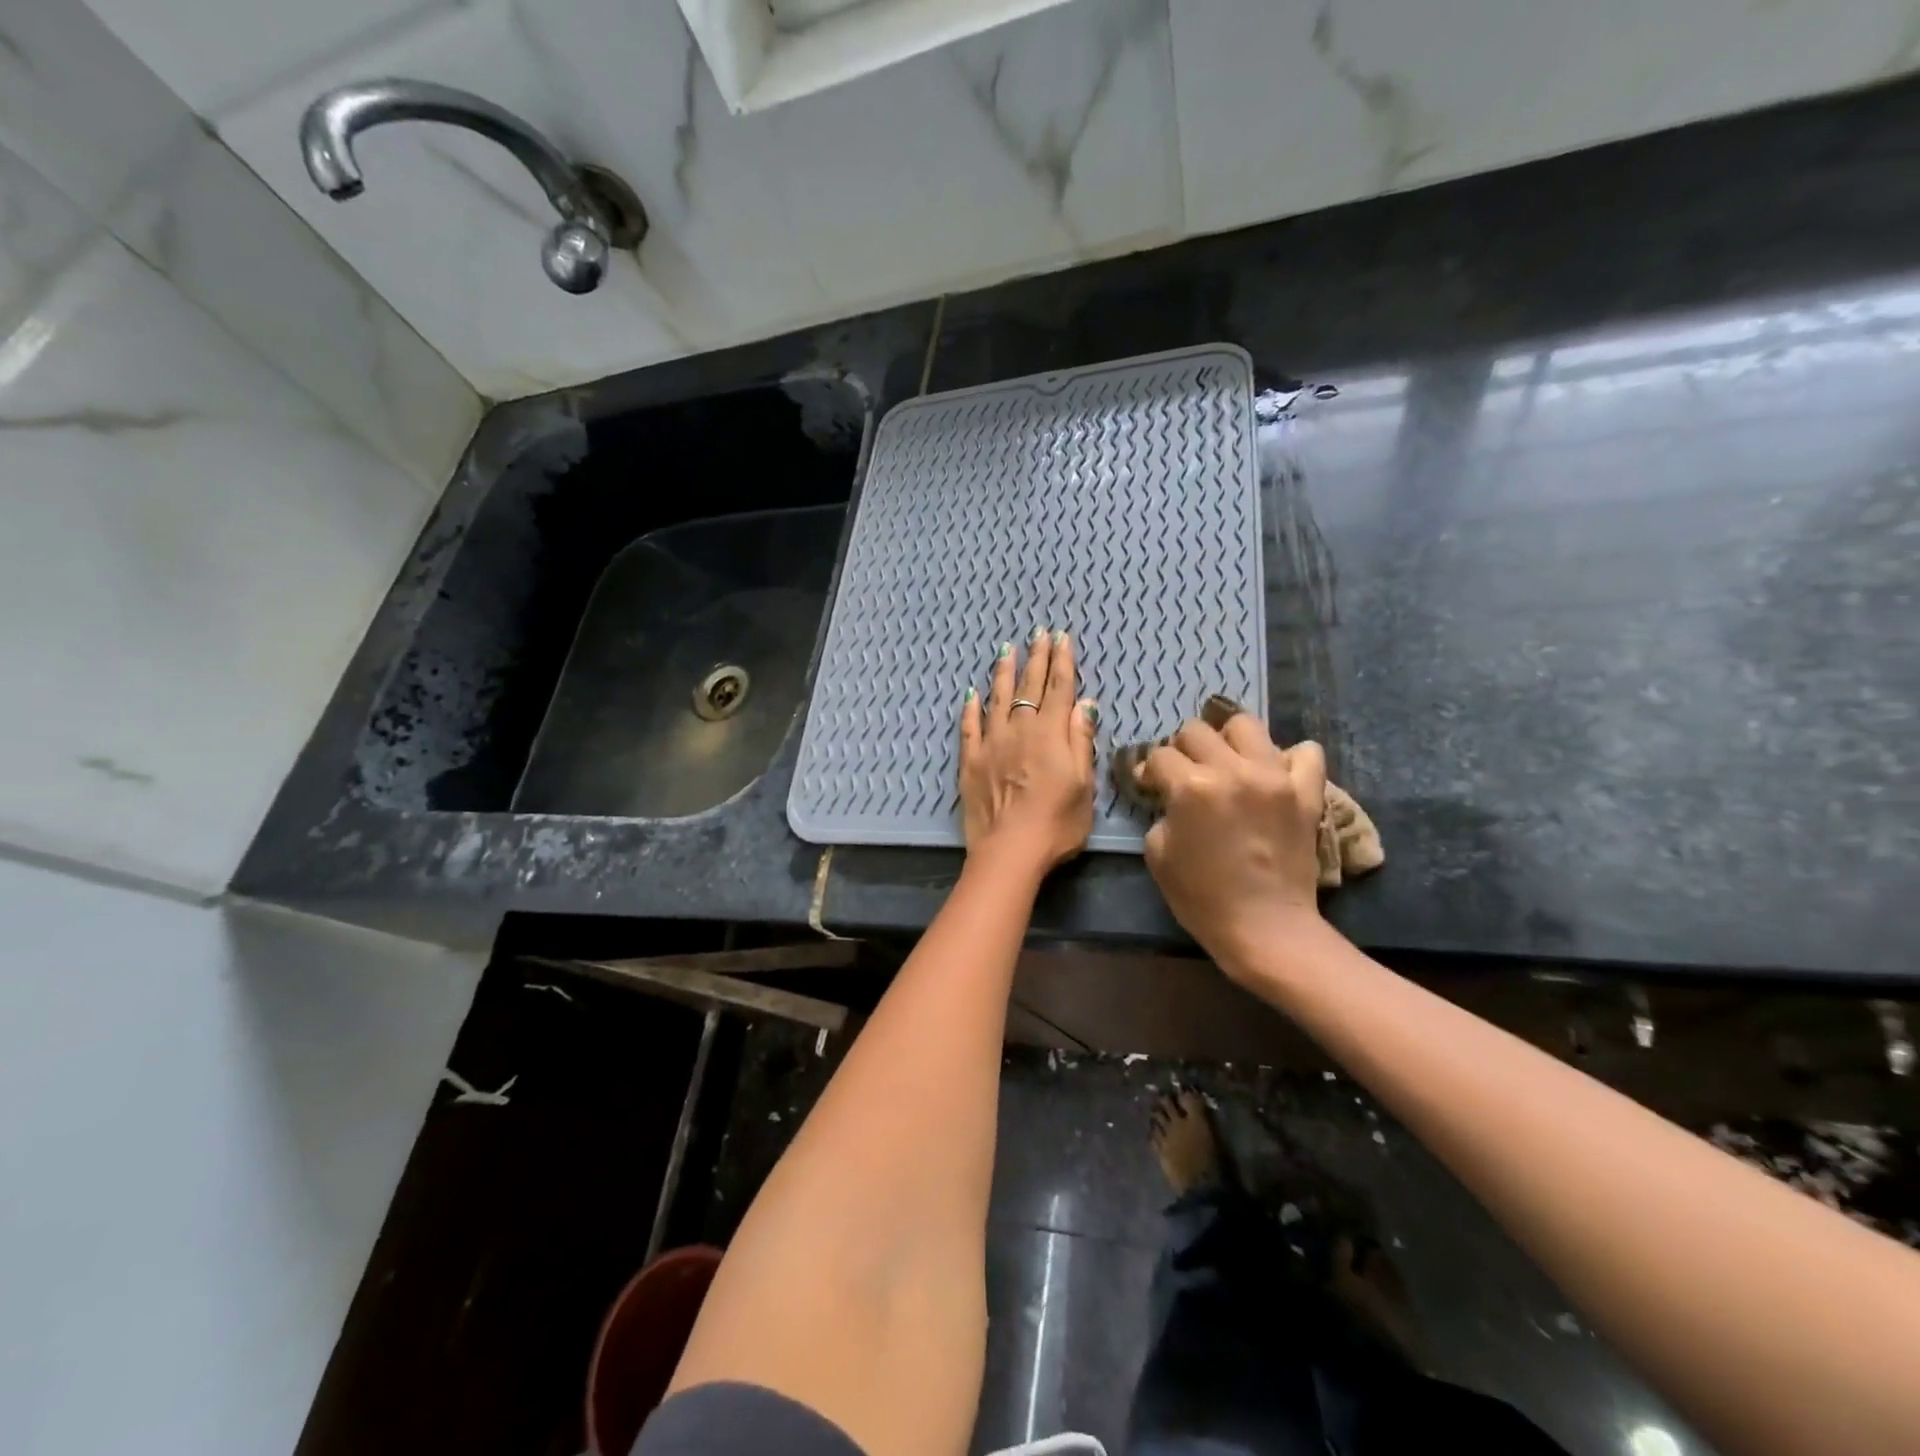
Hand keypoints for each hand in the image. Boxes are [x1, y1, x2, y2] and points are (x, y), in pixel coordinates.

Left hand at [959, 628, 1097, 874]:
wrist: (1010, 850)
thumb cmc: (1057, 823)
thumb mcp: (1084, 784)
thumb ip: (1081, 742)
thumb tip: (1085, 705)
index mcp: (1051, 734)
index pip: (1059, 689)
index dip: (1062, 662)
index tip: (1062, 638)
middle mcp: (1020, 730)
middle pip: (1030, 687)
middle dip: (1037, 658)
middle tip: (1039, 634)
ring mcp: (992, 744)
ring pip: (997, 699)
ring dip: (1003, 673)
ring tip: (1007, 650)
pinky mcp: (970, 761)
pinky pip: (969, 727)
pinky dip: (971, 709)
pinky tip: (971, 694)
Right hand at [1137, 710, 1328, 980]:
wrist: (1264, 928)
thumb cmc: (1202, 897)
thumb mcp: (1157, 853)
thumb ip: (1161, 812)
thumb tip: (1167, 794)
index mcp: (1191, 787)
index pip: (1160, 755)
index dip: (1149, 770)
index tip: (1150, 786)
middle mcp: (1233, 770)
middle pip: (1197, 731)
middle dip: (1182, 749)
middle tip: (1185, 773)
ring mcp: (1275, 777)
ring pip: (1246, 725)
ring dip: (1229, 740)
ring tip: (1228, 763)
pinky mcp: (1306, 792)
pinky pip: (1305, 752)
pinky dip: (1288, 758)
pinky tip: (1273, 775)